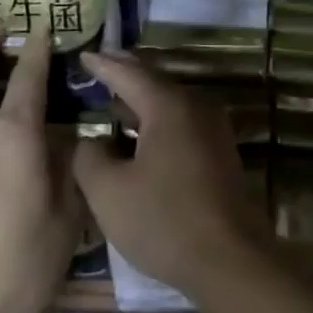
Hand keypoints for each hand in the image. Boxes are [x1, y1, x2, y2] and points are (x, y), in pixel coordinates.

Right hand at [74, 52, 275, 304]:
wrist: (230, 259)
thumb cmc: (163, 221)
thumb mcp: (109, 192)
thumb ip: (89, 157)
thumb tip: (90, 141)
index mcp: (168, 105)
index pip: (128, 73)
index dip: (102, 64)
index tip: (83, 54)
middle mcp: (195, 105)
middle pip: (153, 81)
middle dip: (125, 74)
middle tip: (99, 66)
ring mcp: (212, 127)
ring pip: (169, 101)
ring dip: (141, 98)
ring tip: (114, 99)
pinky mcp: (219, 150)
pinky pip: (181, 120)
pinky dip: (157, 118)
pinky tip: (140, 133)